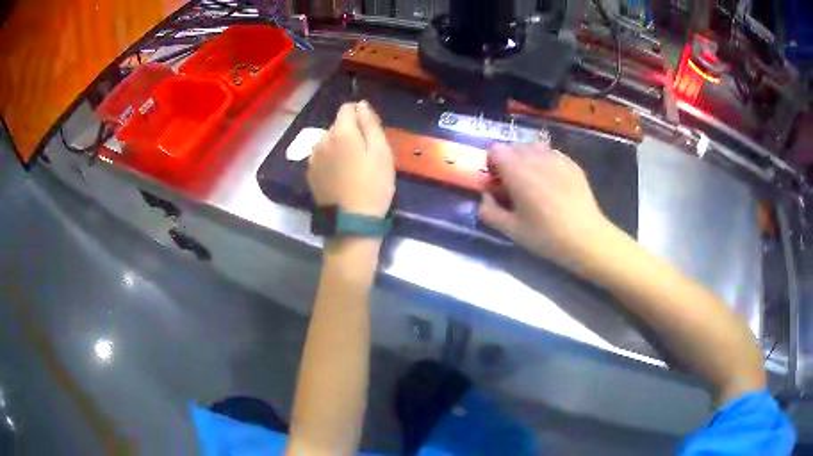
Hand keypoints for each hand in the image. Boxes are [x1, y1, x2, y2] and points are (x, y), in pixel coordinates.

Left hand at [307, 101, 394, 217]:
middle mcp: (322, 140)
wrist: (351, 221)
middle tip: (366, 153)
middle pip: (337, 125)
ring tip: (353, 166)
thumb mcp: (381, 151)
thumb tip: (361, 104)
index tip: (371, 130)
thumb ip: (370, 123)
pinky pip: (322, 157)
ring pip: (328, 141)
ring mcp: (313, 158)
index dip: (360, 113)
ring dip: (339, 146)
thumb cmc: (373, 184)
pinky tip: (341, 176)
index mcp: (341, 132)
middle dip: (351, 131)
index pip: (347, 108)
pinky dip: (331, 160)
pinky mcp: (310, 174)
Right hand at [479, 142, 612, 270]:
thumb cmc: (546, 235)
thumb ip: (489, 211)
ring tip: (534, 181)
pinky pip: (552, 154)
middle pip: (514, 146)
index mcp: (517, 170)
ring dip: (527, 159)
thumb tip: (485, 196)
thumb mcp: (510, 230)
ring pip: (534, 147)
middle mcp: (536, 156)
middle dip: (509, 161)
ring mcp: (557, 157)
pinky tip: (554, 185)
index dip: (492, 163)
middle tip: (514, 185)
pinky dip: (546, 163)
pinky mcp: (572, 163)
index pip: (495, 149)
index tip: (497, 181)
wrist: (585, 237)